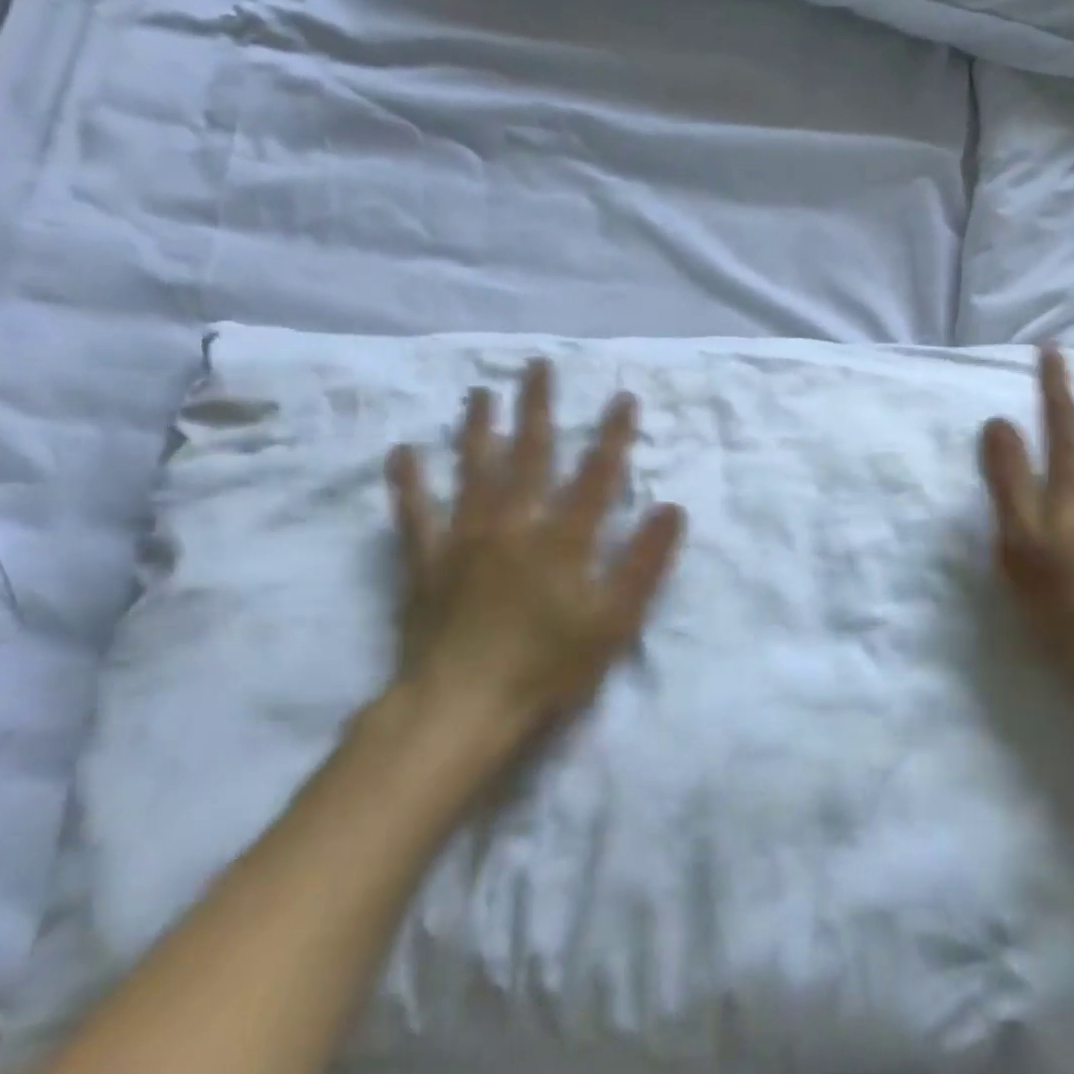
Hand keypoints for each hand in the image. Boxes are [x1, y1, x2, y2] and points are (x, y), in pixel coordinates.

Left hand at [380, 359, 685, 797]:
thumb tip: (671, 507)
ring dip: (478, 428)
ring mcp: (465, 538)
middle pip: (529, 455)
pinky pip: (415, 513)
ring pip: (473, 470)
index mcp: (564, 538)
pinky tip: (402, 452)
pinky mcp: (427, 561)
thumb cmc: (548, 668)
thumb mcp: (615, 622)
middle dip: (538, 408)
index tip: (623, 397)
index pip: (597, 475)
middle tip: (538, 366)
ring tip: (481, 393)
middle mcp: (514, 523)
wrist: (462, 707)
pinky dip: (408, 482)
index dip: (613, 435)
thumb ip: (645, 563)